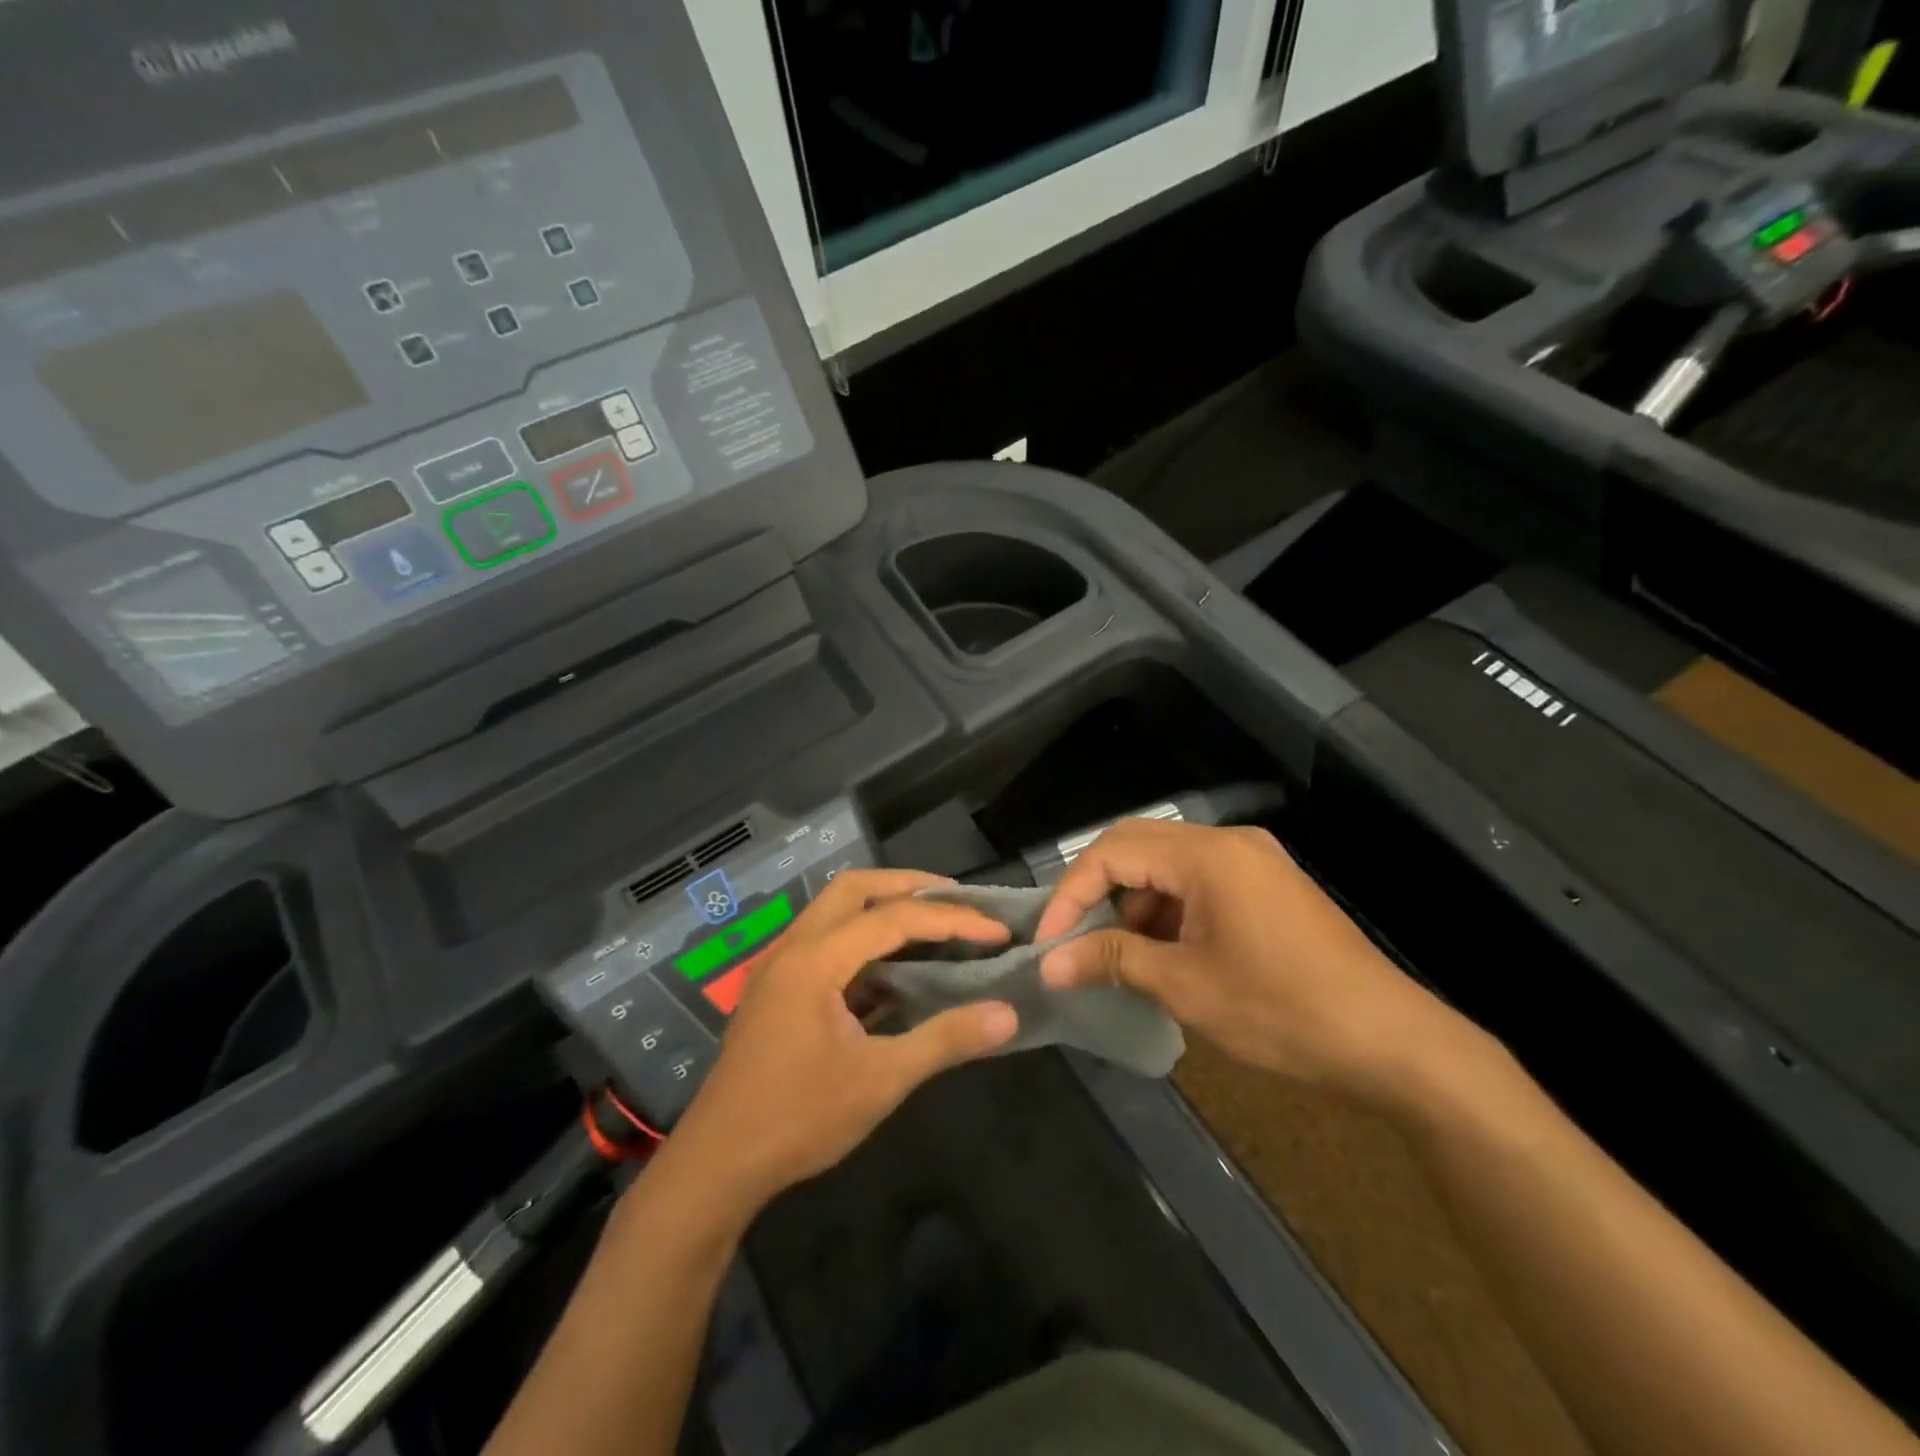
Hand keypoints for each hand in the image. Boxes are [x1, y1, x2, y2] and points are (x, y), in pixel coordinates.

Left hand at [658, 870, 1017, 1216]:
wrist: (717, 1165)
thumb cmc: (798, 1119)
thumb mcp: (881, 1081)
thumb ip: (945, 1040)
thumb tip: (1007, 1014)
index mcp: (815, 960)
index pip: (894, 918)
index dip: (952, 919)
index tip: (998, 930)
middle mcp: (793, 948)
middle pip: (854, 888)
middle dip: (910, 886)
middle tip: (959, 900)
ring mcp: (780, 966)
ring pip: (835, 910)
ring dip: (883, 907)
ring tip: (933, 923)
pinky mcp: (778, 989)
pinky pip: (826, 941)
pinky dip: (864, 939)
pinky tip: (896, 968)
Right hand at [1035, 819, 1464, 1101]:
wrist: (1393, 1042)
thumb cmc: (1281, 1010)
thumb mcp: (1186, 986)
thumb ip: (1111, 960)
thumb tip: (1049, 964)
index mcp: (1207, 855)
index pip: (1113, 853)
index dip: (1071, 894)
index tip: (1047, 943)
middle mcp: (1228, 842)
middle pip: (1137, 846)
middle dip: (1097, 891)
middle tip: (1072, 939)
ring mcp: (1252, 861)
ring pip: (1166, 864)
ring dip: (1133, 903)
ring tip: (1118, 956)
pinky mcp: (1266, 885)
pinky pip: (1198, 882)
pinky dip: (1168, 911)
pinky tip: (1163, 954)